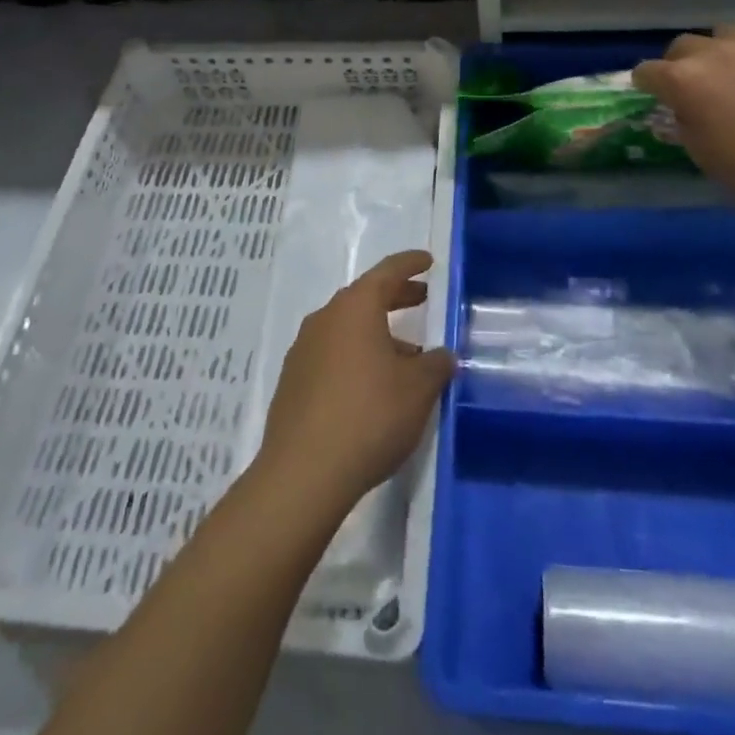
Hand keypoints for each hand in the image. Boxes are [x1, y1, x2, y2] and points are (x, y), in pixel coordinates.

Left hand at [257, 250, 454, 512]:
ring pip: (347, 329)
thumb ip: (435, 365)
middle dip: (395, 297)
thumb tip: (442, 356)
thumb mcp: (418, 389)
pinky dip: (356, 356)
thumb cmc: (369, 416)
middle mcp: (325, 319)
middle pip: (364, 298)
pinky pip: (332, 355)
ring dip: (377, 333)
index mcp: (355, 308)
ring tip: (406, 356)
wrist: (303, 473)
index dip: (410, 264)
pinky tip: (374, 386)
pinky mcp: (293, 382)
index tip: (428, 261)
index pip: (387, 272)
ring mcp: (304, 350)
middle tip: (422, 299)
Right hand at [632, 27, 734, 211]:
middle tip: (698, 86)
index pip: (647, 71)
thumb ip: (684, 119)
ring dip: (724, 52)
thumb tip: (685, 106)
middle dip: (683, 63)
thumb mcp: (700, 153)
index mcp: (684, 80)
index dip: (648, 84)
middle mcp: (714, 51)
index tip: (655, 95)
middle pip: (683, 45)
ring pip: (725, 34)